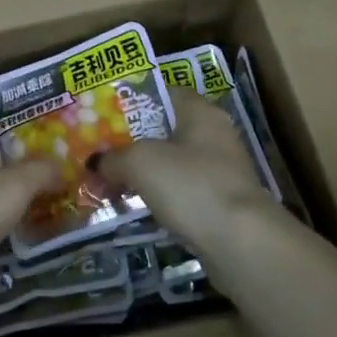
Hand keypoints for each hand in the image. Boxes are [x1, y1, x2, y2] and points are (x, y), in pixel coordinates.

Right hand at [99, 88, 270, 249]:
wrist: (240, 242)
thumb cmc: (190, 185)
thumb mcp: (140, 163)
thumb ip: (113, 158)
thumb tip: (96, 162)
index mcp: (201, 111)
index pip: (164, 93)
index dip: (134, 100)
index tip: (106, 113)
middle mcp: (215, 135)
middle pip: (166, 130)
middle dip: (134, 140)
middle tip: (102, 149)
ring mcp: (222, 171)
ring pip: (173, 163)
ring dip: (146, 172)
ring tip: (112, 180)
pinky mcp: (222, 203)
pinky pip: (182, 191)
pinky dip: (161, 197)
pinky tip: (137, 207)